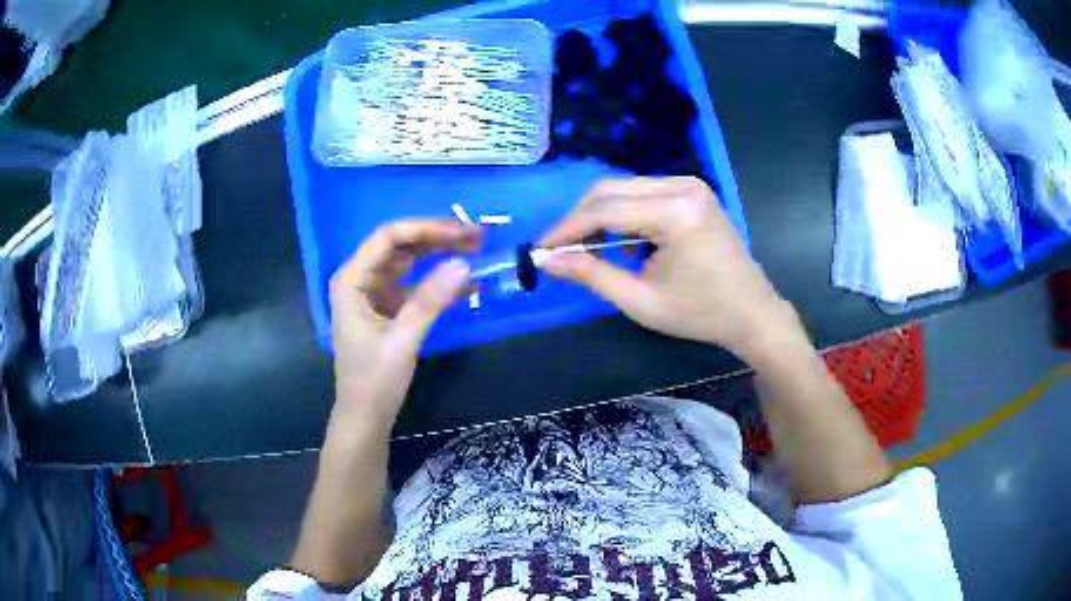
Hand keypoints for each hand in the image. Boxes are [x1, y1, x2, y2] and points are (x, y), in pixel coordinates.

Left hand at [328, 220, 480, 426]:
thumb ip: (431, 300)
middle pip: (402, 245)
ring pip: (410, 262)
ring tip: (477, 251)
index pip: (389, 237)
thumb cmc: (374, 380)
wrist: (366, 416)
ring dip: (442, 256)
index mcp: (352, 279)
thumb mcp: (402, 339)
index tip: (464, 233)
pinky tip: (468, 286)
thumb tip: (464, 264)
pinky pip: (416, 285)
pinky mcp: (389, 308)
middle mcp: (361, 278)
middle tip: (478, 237)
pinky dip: (439, 283)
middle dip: (438, 239)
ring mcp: (375, 292)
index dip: (428, 229)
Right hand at [540, 176, 799, 360]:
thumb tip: (547, 260)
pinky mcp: (694, 191)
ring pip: (625, 188)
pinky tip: (627, 244)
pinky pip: (644, 193)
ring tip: (590, 249)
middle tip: (560, 249)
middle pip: (611, 189)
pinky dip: (625, 214)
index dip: (567, 228)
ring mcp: (691, 185)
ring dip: (601, 215)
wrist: (752, 313)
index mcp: (675, 213)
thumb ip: (591, 275)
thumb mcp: (640, 301)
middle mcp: (682, 186)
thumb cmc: (700, 313)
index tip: (540, 248)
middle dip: (580, 218)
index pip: (604, 210)